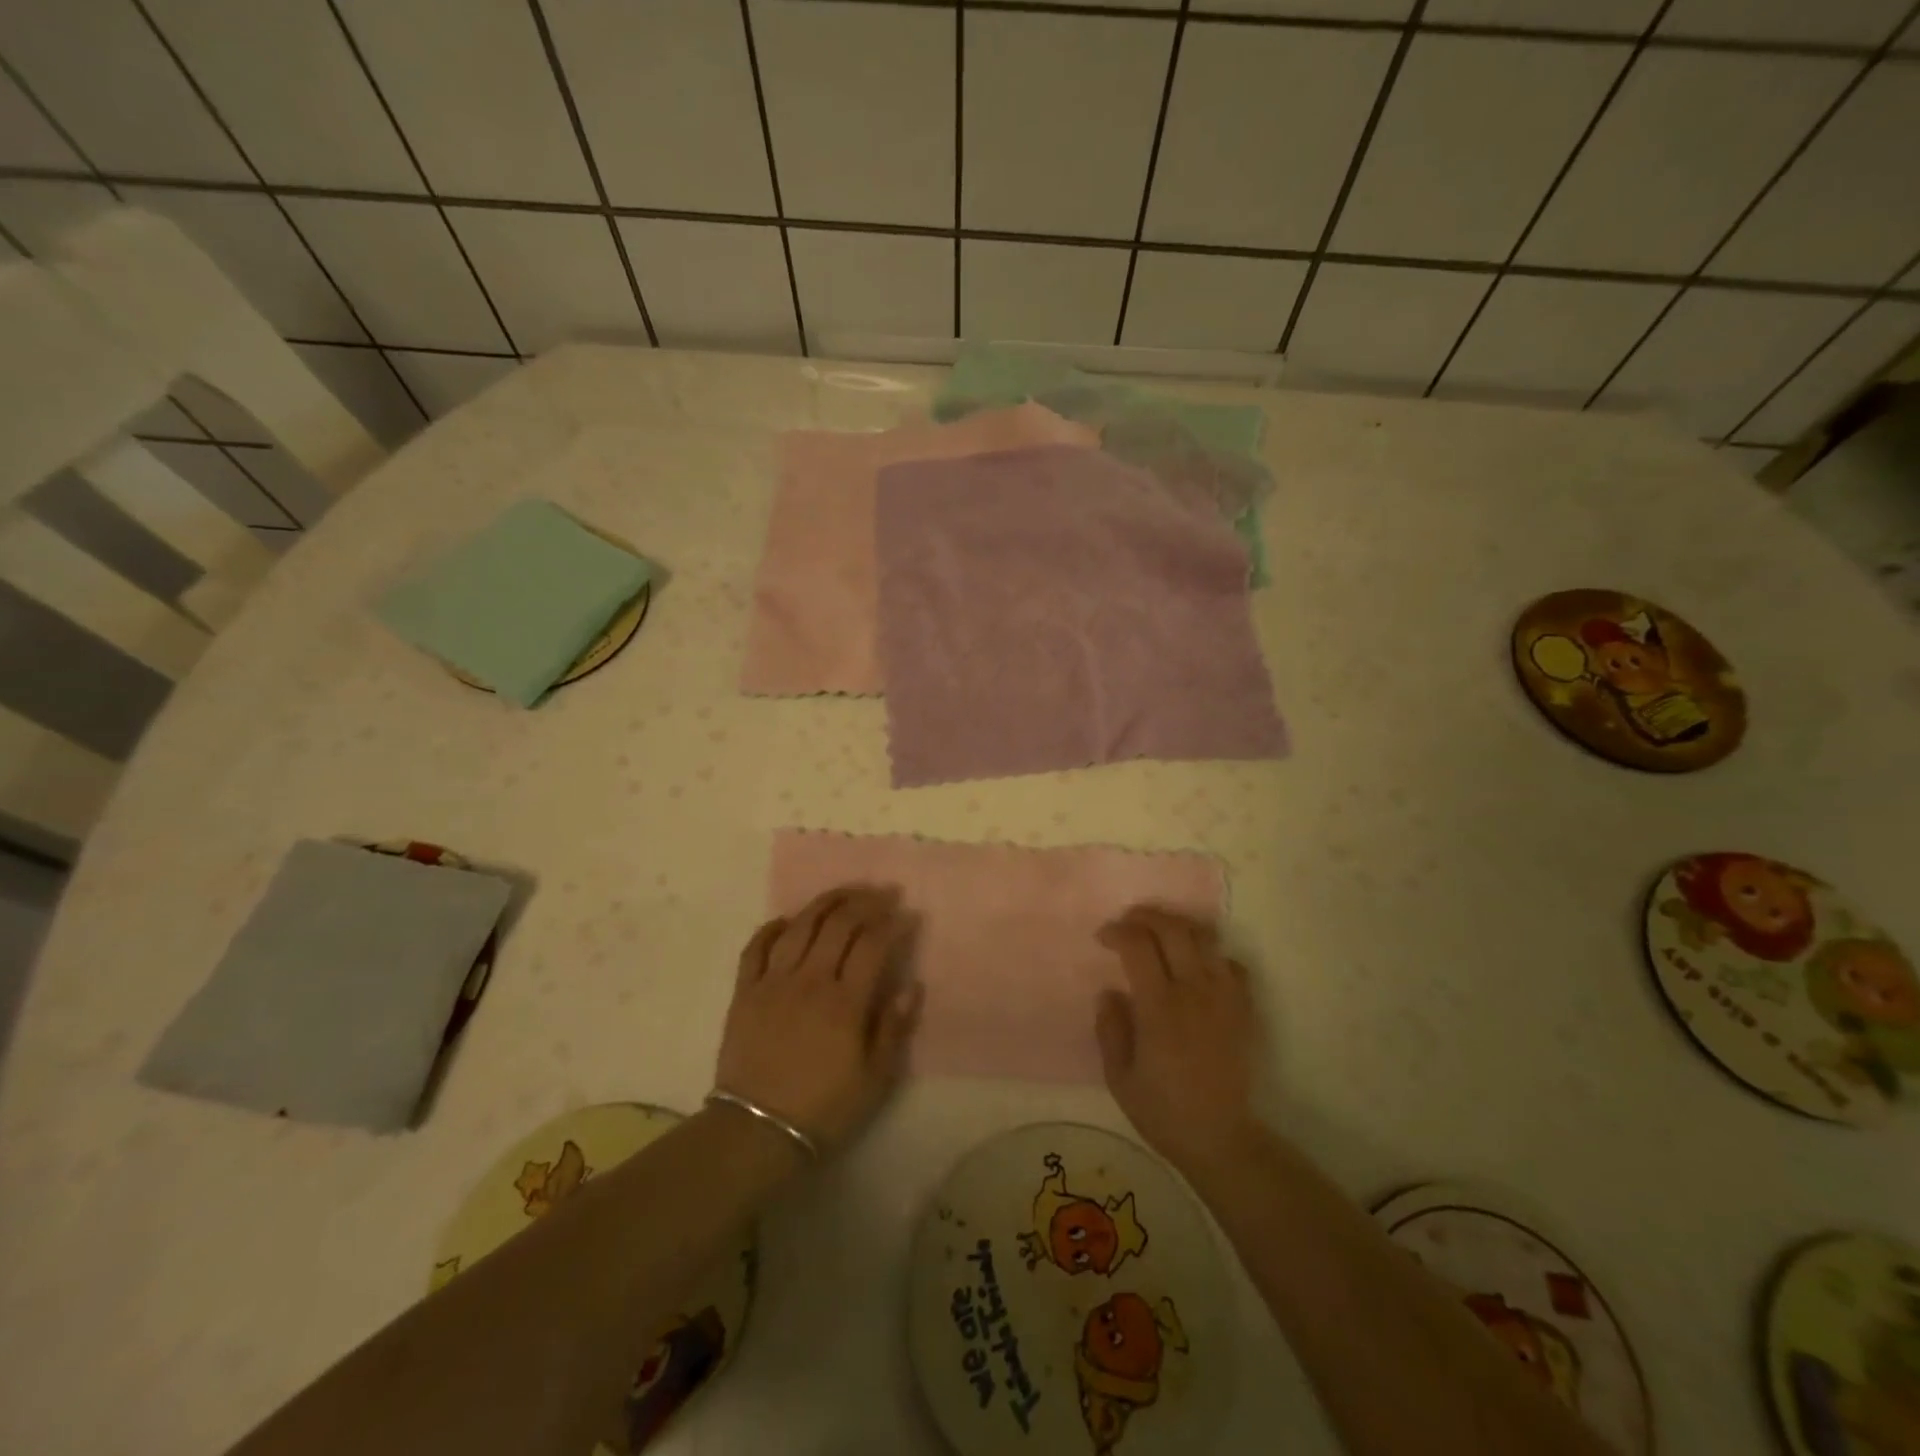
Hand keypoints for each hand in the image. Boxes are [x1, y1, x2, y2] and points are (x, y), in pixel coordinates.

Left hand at [714, 885, 922, 1153]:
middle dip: (864, 902)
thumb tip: (912, 986)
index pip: (872, 945)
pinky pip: (756, 948)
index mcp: (844, 1003)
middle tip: (882, 894)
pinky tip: (787, 920)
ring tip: (843, 893)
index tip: (908, 915)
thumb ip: (893, 1029)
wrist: (755, 1132)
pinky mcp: (745, 992)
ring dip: (824, 903)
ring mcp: (773, 982)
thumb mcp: (873, 1080)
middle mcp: (809, 981)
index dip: (892, 924)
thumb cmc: (822, 1109)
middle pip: (838, 925)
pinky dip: (772, 928)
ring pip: (800, 927)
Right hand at [1094, 906, 1260, 1174]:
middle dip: (1147, 916)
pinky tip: (1196, 965)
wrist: (1221, 1138)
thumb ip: (1110, 1029)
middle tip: (1128, 921)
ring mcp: (1225, 997)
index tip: (1103, 938)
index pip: (1138, 945)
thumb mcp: (1119, 1076)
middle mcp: (1195, 991)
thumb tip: (1109, 992)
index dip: (1118, 932)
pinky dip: (1211, 954)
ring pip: (1205, 938)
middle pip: (1174, 929)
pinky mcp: (1244, 1008)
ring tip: (1160, 934)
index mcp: (1160, 1007)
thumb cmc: (1163, 1110)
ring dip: (1178, 927)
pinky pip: (1231, 963)